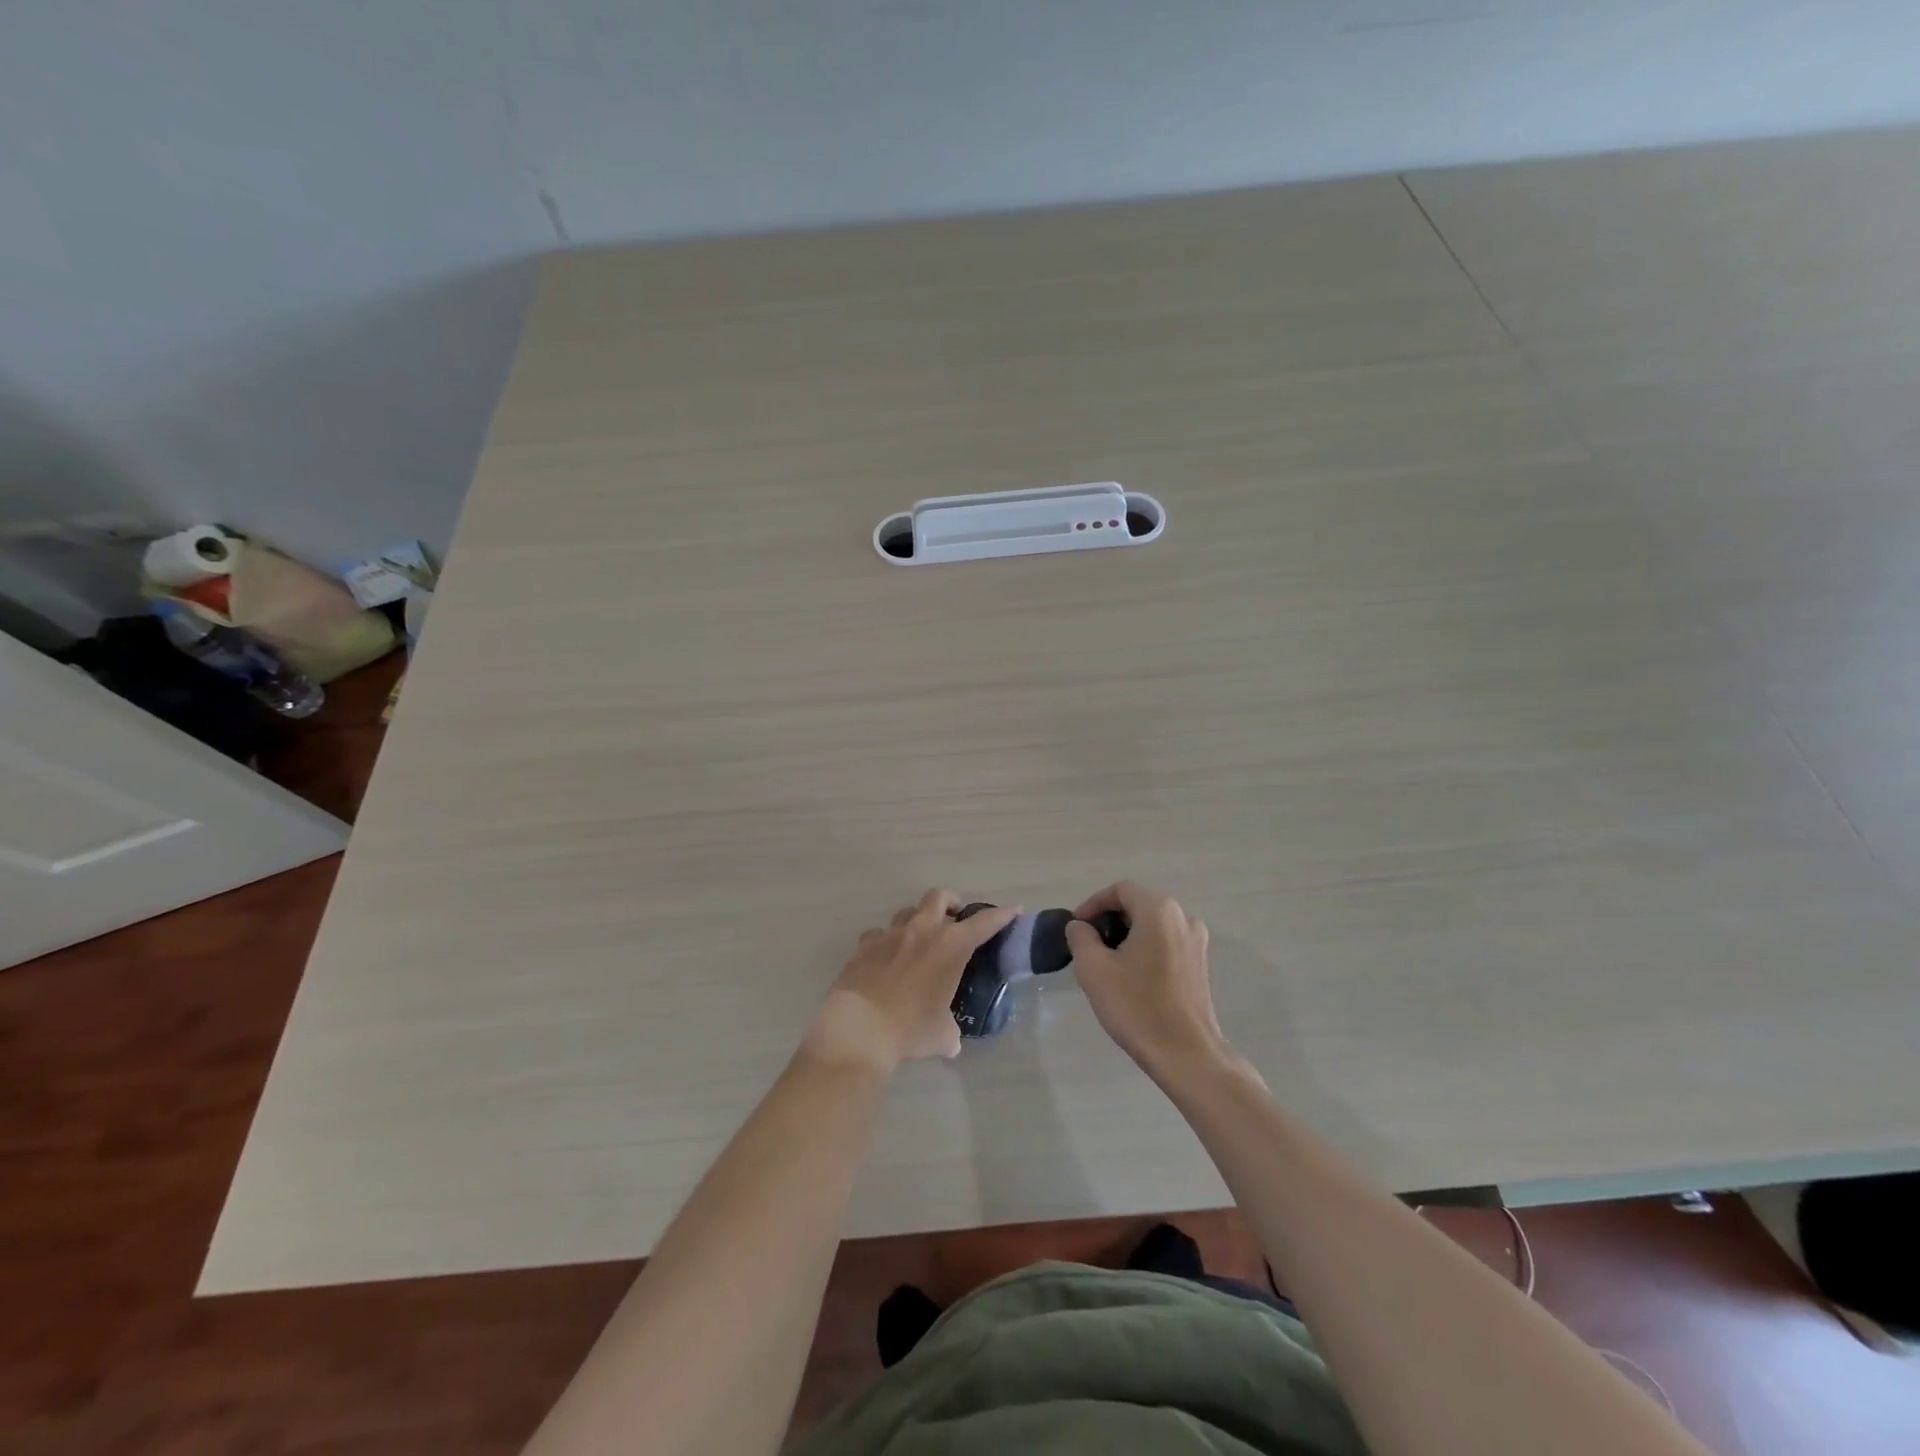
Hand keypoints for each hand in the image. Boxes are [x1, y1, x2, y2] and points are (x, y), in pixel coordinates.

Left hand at [806, 890, 1020, 1071]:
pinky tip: (886, 958)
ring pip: (907, 911)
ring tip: (919, 940)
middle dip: (951, 903)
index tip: (1012, 910)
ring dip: (918, 920)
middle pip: (939, 897)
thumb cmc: (910, 1028)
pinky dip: (886, 941)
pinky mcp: (864, 945)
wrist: (860, 1027)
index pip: (984, 923)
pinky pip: (878, 933)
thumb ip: (950, 1032)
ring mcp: (890, 934)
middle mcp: (922, 931)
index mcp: (950, 946)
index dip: (1001, 915)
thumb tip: (950, 1042)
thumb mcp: (941, 1035)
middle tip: (955, 918)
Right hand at [1065, 882, 1229, 1075]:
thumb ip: (1080, 937)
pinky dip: (1145, 949)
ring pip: (1152, 925)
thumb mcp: (1093, 968)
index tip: (1076, 927)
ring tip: (1106, 963)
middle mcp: (1183, 918)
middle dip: (1109, 920)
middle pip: (1138, 905)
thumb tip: (1080, 926)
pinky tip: (1130, 977)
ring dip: (1126, 936)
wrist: (1186, 1055)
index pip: (1120, 890)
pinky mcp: (1200, 965)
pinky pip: (1166, 943)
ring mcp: (1196, 942)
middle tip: (1087, 945)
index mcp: (1159, 911)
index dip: (1093, 904)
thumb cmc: (1137, 1006)